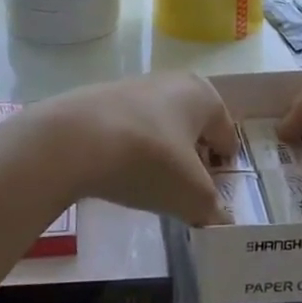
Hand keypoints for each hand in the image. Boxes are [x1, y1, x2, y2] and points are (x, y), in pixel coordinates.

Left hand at [34, 73, 239, 226]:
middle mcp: (172, 81)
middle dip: (192, 157)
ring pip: (160, 125)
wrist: (74, 139)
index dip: (223, 167)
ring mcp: (134, 86)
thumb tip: (219, 221)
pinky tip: (119, 172)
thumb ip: (212, 210)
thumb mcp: (191, 196)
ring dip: (161, 152)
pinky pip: (130, 128)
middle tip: (184, 190)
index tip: (211, 195)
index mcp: (203, 95)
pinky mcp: (101, 98)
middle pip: (193, 126)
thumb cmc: (149, 160)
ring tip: (149, 184)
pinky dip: (131, 148)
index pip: (226, 135)